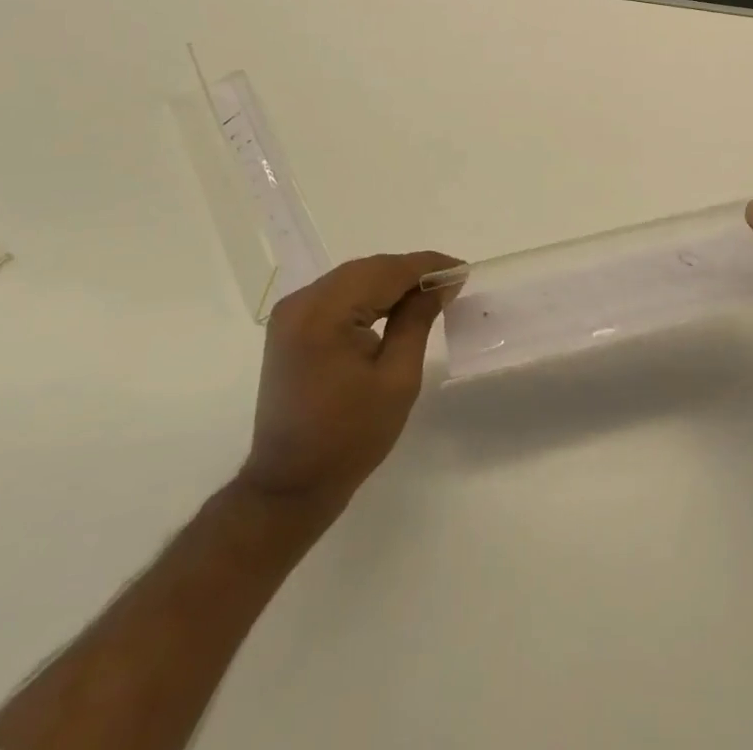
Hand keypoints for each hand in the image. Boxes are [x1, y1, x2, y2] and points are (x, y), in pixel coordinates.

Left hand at [236, 253, 459, 515]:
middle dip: (410, 272)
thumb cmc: (350, 437)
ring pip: (353, 278)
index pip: (385, 272)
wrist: (290, 486)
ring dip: (390, 282)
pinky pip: (337, 295)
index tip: (462, 268)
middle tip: (450, 282)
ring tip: (429, 292)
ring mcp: (291, 313)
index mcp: (324, 313)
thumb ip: (418, 320)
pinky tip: (394, 306)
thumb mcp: (397, 378)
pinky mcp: (290, 327)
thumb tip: (441, 282)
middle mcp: (301, 302)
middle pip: (367, 270)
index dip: (427, 266)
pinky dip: (368, 295)